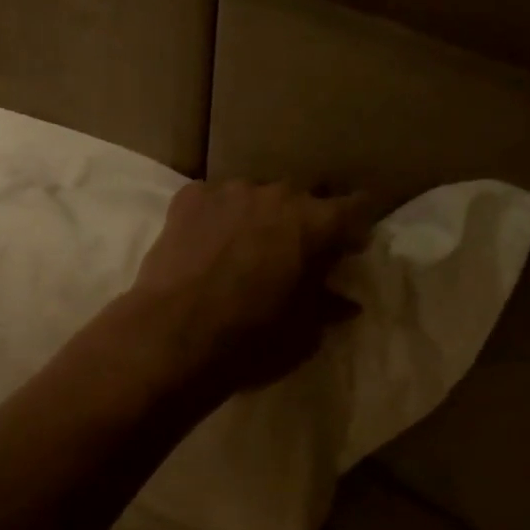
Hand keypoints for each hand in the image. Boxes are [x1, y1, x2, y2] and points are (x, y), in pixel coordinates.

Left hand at [125, 180, 370, 400]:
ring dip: (254, 217)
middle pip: (300, 199)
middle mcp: (277, 194)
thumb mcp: (304, 333)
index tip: (349, 247)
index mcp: (316, 223)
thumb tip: (346, 302)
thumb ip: (328, 306)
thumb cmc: (251, 338)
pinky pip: (211, 200)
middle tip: (290, 254)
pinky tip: (204, 244)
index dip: (354, 228)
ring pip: (253, 197)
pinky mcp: (188, 198)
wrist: (173, 335)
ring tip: (241, 249)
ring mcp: (229, 191)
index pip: (356, 207)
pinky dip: (214, 217)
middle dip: (301, 223)